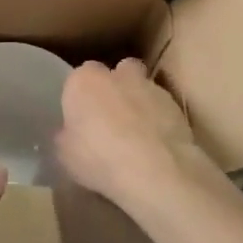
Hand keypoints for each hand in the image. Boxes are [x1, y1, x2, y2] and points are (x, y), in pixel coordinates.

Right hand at [54, 58, 209, 217]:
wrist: (154, 170)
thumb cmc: (98, 158)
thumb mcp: (65, 154)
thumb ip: (67, 136)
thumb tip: (70, 133)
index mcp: (84, 81)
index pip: (78, 77)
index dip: (81, 96)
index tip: (82, 117)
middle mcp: (117, 75)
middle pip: (116, 71)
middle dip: (115, 87)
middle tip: (111, 117)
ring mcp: (150, 88)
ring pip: (142, 87)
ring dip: (139, 103)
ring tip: (137, 135)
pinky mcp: (176, 106)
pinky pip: (163, 109)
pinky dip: (160, 120)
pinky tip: (157, 146)